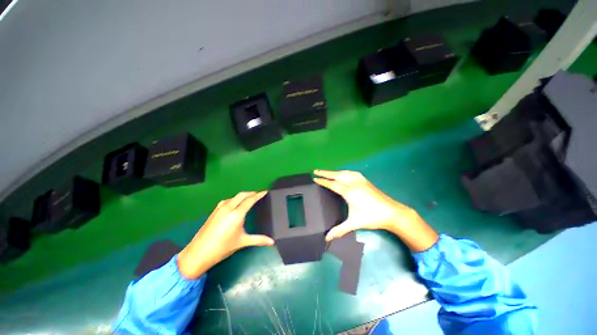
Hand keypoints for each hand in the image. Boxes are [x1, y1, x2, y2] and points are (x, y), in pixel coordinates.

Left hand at [177, 191, 273, 278]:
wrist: (198, 253)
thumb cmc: (222, 247)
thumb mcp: (242, 242)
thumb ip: (259, 240)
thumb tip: (272, 242)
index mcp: (237, 214)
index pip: (250, 200)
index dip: (259, 195)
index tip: (265, 192)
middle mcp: (228, 207)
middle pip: (242, 195)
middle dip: (252, 193)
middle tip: (259, 194)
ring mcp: (220, 208)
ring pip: (235, 196)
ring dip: (243, 195)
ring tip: (249, 198)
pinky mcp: (214, 211)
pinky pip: (228, 200)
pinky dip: (235, 199)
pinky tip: (236, 204)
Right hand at [313, 170, 437, 251]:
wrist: (392, 213)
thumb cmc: (372, 217)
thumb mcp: (354, 223)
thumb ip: (339, 229)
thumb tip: (326, 238)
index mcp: (349, 192)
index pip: (332, 184)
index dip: (323, 181)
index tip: (314, 178)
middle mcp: (353, 183)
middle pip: (336, 175)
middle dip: (325, 173)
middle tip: (316, 171)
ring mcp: (360, 181)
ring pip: (344, 173)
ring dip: (334, 171)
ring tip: (327, 172)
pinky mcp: (366, 181)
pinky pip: (352, 173)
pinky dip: (345, 171)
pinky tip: (344, 173)